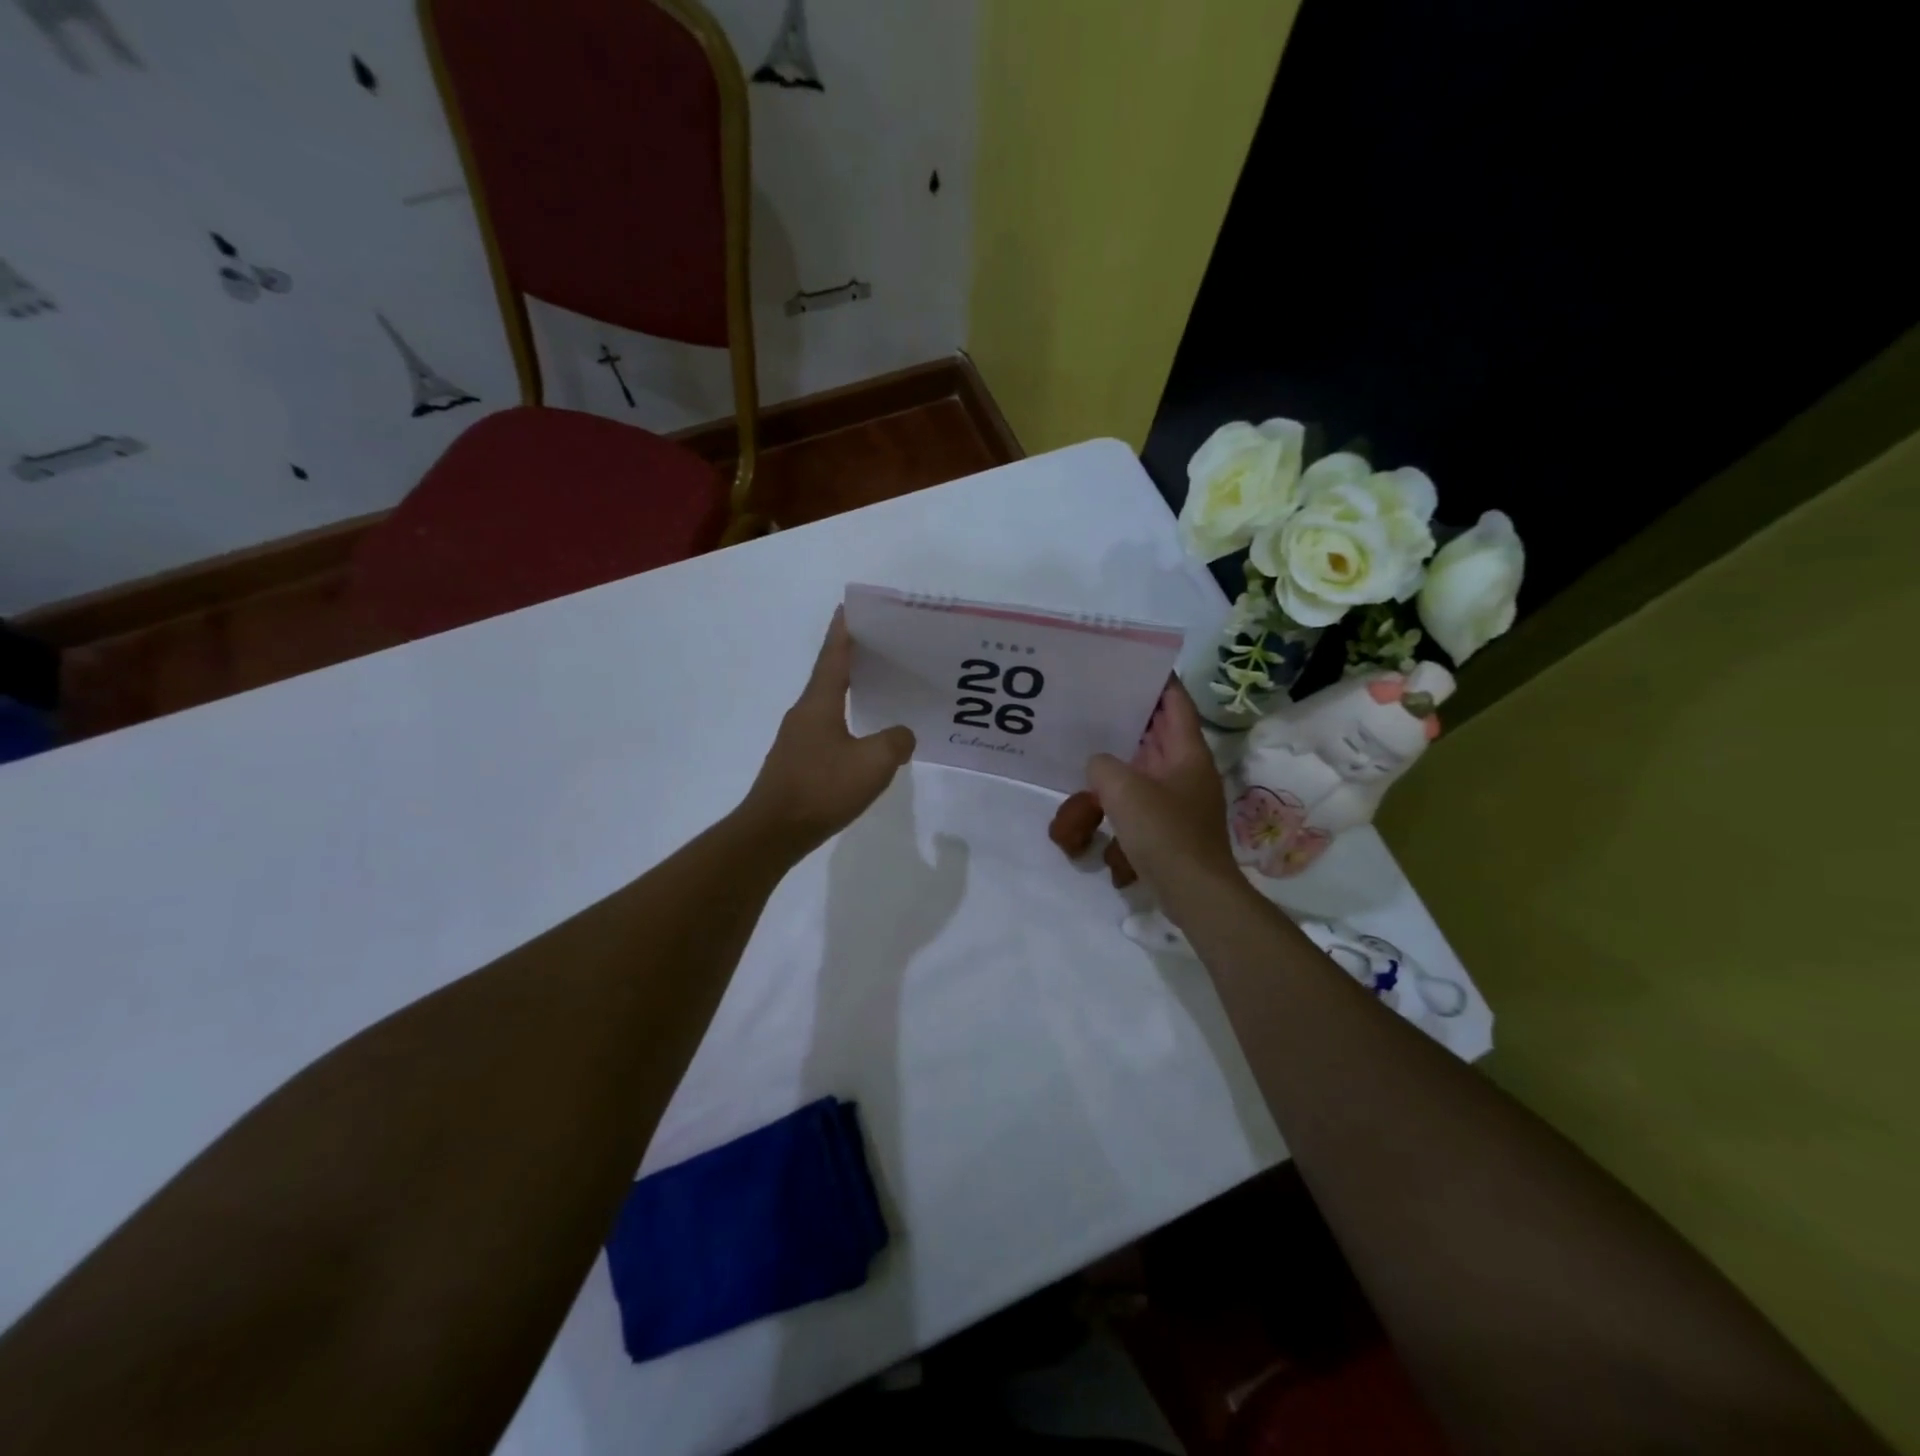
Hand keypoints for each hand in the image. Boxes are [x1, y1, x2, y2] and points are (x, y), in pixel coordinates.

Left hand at [741, 608, 914, 854]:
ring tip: (880, 688)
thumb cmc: (821, 788)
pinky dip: (847, 722)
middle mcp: (804, 713)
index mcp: (819, 703)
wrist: (774, 832)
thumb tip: (902, 735)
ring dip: (850, 691)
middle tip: (883, 647)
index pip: (833, 655)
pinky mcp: (798, 762)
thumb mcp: (873, 763)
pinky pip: (827, 730)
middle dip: (853, 658)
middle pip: (830, 676)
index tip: (851, 606)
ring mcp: (797, 739)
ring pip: (828, 704)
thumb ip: (896, 742)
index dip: (844, 630)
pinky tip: (864, 737)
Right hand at [1087, 680, 1241, 914]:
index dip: (1159, 680)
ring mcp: (1181, 797)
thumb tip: (1099, 765)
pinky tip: (1098, 791)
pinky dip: (1124, 785)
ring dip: (1126, 751)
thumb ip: (1103, 765)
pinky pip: (1145, 792)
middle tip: (1100, 697)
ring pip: (1151, 762)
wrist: (1194, 892)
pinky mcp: (1171, 823)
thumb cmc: (1165, 833)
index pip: (1176, 703)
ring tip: (1092, 739)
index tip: (1134, 663)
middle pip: (1162, 730)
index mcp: (1188, 752)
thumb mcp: (1123, 789)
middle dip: (1135, 714)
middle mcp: (1188, 769)